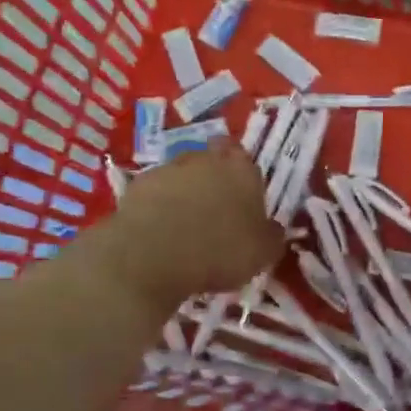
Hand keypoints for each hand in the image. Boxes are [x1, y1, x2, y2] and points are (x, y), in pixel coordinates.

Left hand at [99, 143, 284, 307]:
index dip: (241, 173)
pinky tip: (159, 233)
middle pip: (211, 161)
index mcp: (241, 170)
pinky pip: (154, 193)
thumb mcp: (262, 253)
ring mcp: (167, 169)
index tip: (240, 196)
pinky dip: (157, 207)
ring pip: (180, 175)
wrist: (152, 255)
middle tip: (215, 211)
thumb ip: (271, 236)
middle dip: (212, 180)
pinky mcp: (136, 186)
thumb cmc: (219, 250)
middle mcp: (205, 160)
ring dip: (183, 193)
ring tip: (184, 226)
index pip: (243, 156)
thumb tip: (273, 229)